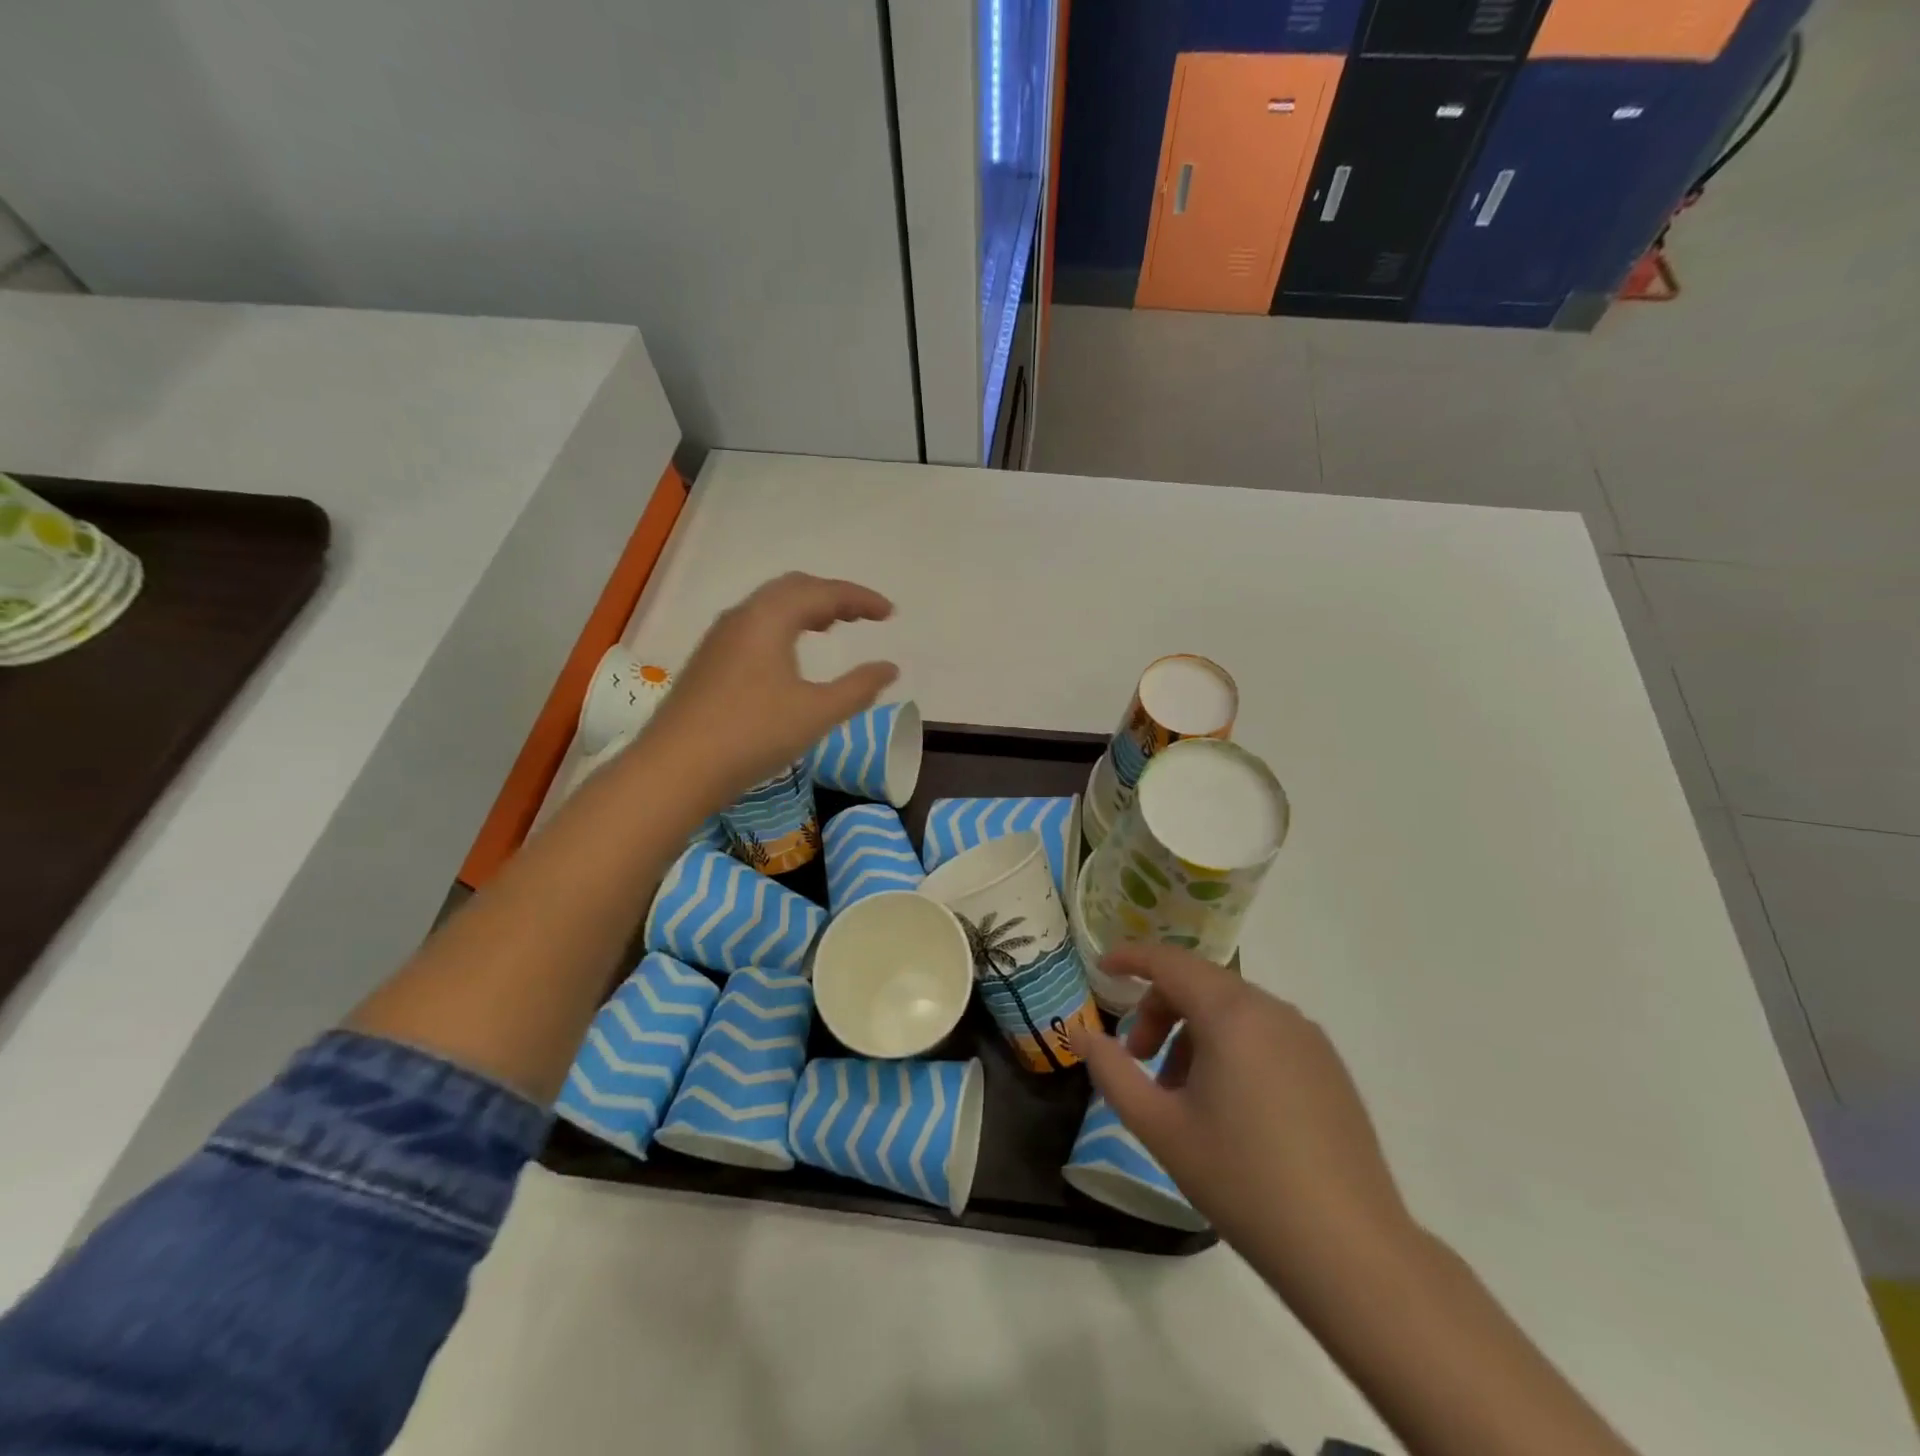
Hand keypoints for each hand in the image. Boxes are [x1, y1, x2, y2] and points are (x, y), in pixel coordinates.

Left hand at [640, 572, 897, 802]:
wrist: (675, 768)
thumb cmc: (753, 735)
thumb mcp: (817, 713)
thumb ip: (859, 688)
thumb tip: (890, 668)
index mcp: (769, 618)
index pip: (823, 592)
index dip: (861, 599)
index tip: (890, 613)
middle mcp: (742, 617)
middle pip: (793, 588)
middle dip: (832, 596)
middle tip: (863, 616)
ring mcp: (719, 638)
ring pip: (770, 607)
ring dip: (805, 609)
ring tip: (831, 627)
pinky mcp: (708, 661)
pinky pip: (754, 626)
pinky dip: (783, 626)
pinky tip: (789, 655)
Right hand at [1070, 944, 1412, 1285]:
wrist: (1350, 1252)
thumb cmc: (1242, 1181)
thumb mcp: (1160, 1127)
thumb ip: (1112, 1070)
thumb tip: (1080, 1032)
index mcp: (1232, 1014)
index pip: (1170, 962)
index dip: (1131, 959)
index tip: (1102, 971)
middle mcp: (1273, 1010)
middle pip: (1200, 984)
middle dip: (1159, 1010)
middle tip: (1138, 1059)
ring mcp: (1308, 1037)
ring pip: (1233, 1010)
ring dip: (1193, 1033)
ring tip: (1182, 1094)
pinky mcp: (1329, 1067)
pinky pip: (1265, 1033)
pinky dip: (1231, 1047)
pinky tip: (1229, 1107)